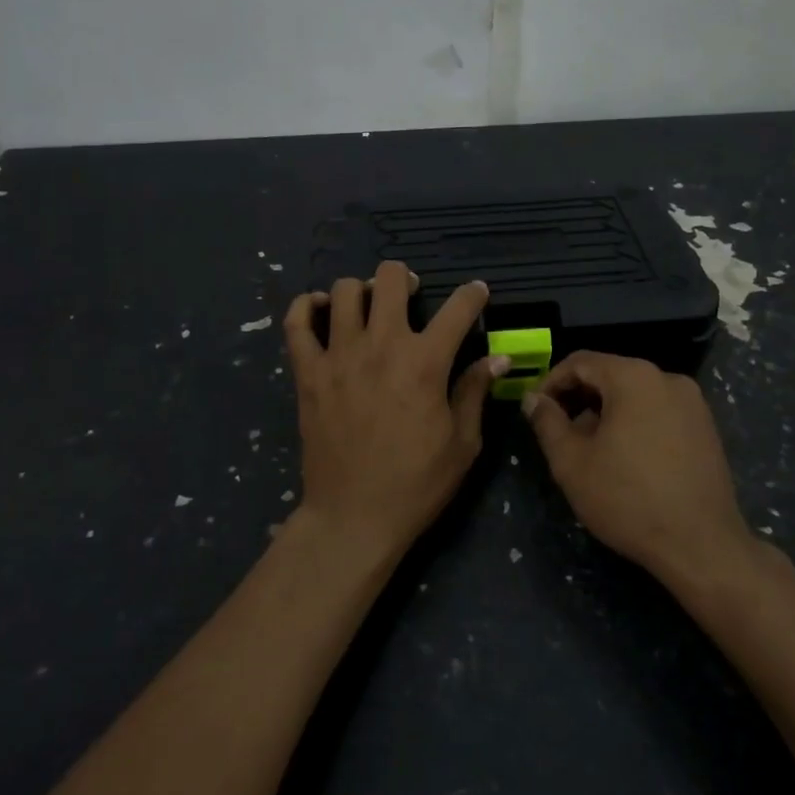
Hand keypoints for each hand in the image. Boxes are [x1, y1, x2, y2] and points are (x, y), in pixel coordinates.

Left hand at [283, 263, 505, 558]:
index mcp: (425, 362)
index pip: (457, 309)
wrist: (354, 516)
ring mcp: (338, 356)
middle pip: (390, 279)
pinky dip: (306, 306)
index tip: (477, 293)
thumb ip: (476, 391)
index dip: (473, 294)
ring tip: (370, 305)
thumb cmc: (417, 483)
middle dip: (406, 278)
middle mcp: (381, 346)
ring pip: (344, 291)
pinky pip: (296, 323)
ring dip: (362, 290)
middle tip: (412, 294)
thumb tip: (498, 358)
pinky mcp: (307, 372)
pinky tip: (321, 309)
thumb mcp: (463, 443)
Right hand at [523, 351, 753, 583]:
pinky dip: (634, 423)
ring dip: (606, 412)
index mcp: (633, 377)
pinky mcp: (706, 429)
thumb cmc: (628, 499)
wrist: (701, 546)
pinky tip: (625, 459)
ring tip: (590, 449)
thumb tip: (533, 399)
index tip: (535, 410)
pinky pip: (658, 412)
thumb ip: (547, 422)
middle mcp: (667, 378)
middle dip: (578, 398)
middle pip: (610, 375)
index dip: (551, 382)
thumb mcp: (571, 462)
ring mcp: (692, 403)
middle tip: (558, 431)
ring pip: (635, 394)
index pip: (580, 362)